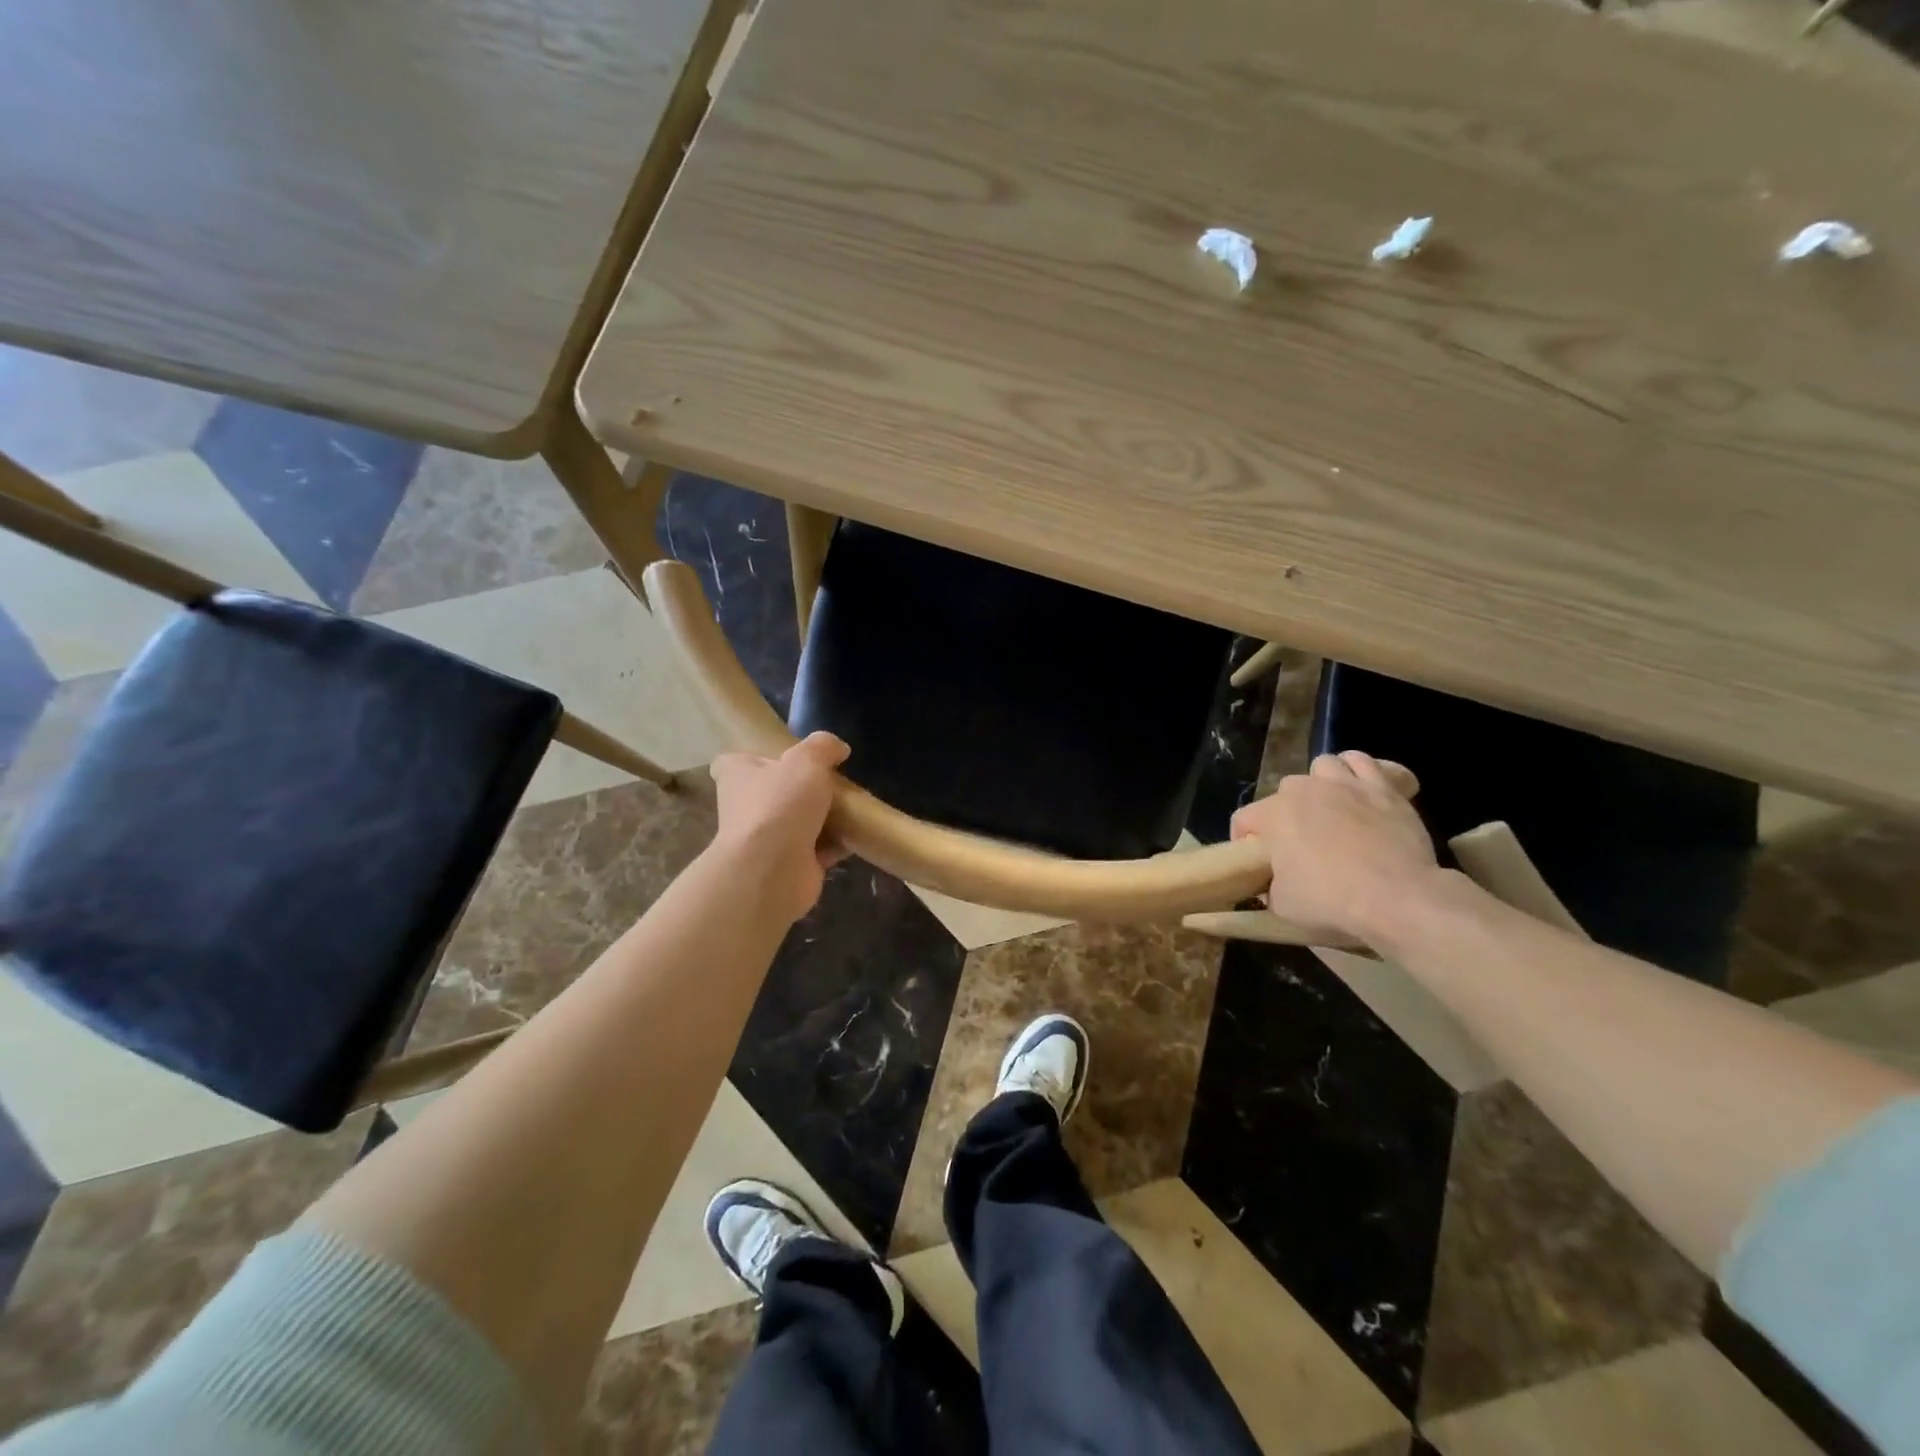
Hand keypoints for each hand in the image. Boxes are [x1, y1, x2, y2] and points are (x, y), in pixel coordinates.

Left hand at [710, 732, 850, 924]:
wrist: (773, 869)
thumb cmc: (780, 804)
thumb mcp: (807, 760)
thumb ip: (823, 747)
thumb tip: (839, 748)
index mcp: (737, 776)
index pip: (736, 762)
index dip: (757, 758)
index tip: (784, 758)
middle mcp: (745, 807)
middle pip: (774, 792)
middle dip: (801, 790)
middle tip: (833, 781)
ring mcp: (766, 839)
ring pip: (798, 822)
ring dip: (823, 818)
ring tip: (851, 806)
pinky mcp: (789, 864)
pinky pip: (817, 849)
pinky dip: (835, 845)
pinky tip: (855, 835)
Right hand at [1230, 751, 1437, 947]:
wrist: (1397, 897)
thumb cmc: (1331, 901)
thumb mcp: (1283, 905)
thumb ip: (1272, 886)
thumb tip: (1275, 882)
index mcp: (1273, 815)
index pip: (1243, 819)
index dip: (1245, 841)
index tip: (1258, 864)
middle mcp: (1303, 790)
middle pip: (1284, 791)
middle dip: (1287, 812)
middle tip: (1300, 842)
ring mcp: (1345, 784)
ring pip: (1323, 766)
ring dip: (1322, 784)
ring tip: (1332, 807)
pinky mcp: (1382, 787)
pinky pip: (1364, 763)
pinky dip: (1359, 773)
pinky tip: (1362, 792)